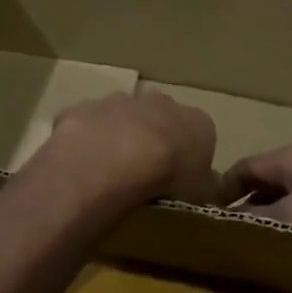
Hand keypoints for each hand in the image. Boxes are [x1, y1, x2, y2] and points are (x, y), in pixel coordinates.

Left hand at [40, 90, 224, 206]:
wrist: (117, 159)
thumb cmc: (170, 176)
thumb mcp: (202, 192)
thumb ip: (206, 184)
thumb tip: (209, 185)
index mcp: (196, 121)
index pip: (199, 133)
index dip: (188, 154)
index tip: (178, 177)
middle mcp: (160, 102)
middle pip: (160, 118)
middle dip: (152, 138)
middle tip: (143, 171)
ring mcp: (120, 101)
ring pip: (121, 117)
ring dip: (117, 137)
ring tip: (110, 171)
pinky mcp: (85, 108)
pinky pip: (87, 125)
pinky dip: (85, 141)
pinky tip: (82, 165)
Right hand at [226, 144, 291, 254]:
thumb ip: (256, 223)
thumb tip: (221, 228)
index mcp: (290, 157)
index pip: (242, 168)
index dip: (222, 192)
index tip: (208, 218)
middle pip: (269, 182)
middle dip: (251, 208)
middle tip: (237, 239)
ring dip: (281, 218)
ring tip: (270, 248)